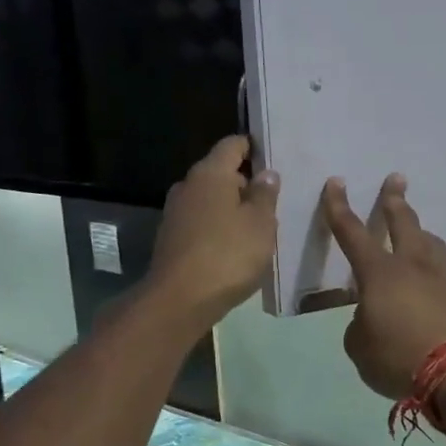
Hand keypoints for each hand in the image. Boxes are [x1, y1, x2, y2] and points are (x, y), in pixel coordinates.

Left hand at [147, 136, 280, 329]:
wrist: (180, 300)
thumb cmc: (228, 255)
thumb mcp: (260, 224)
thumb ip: (265, 195)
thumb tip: (265, 173)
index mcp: (210, 173)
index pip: (233, 145)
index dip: (254, 148)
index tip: (274, 159)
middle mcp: (188, 186)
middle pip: (221, 173)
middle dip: (245, 184)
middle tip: (273, 201)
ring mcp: (175, 213)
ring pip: (210, 200)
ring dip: (232, 209)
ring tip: (258, 227)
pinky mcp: (171, 239)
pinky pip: (201, 223)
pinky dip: (218, 228)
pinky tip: (235, 247)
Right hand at [322, 175, 445, 398]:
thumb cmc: (398, 356)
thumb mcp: (359, 346)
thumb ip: (359, 325)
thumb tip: (370, 318)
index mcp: (379, 273)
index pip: (352, 232)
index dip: (339, 207)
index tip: (336, 183)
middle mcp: (412, 266)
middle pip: (404, 223)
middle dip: (395, 200)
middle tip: (396, 180)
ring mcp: (441, 280)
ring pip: (431, 243)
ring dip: (420, 232)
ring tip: (418, 231)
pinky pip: (441, 272)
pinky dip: (431, 268)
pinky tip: (427, 282)